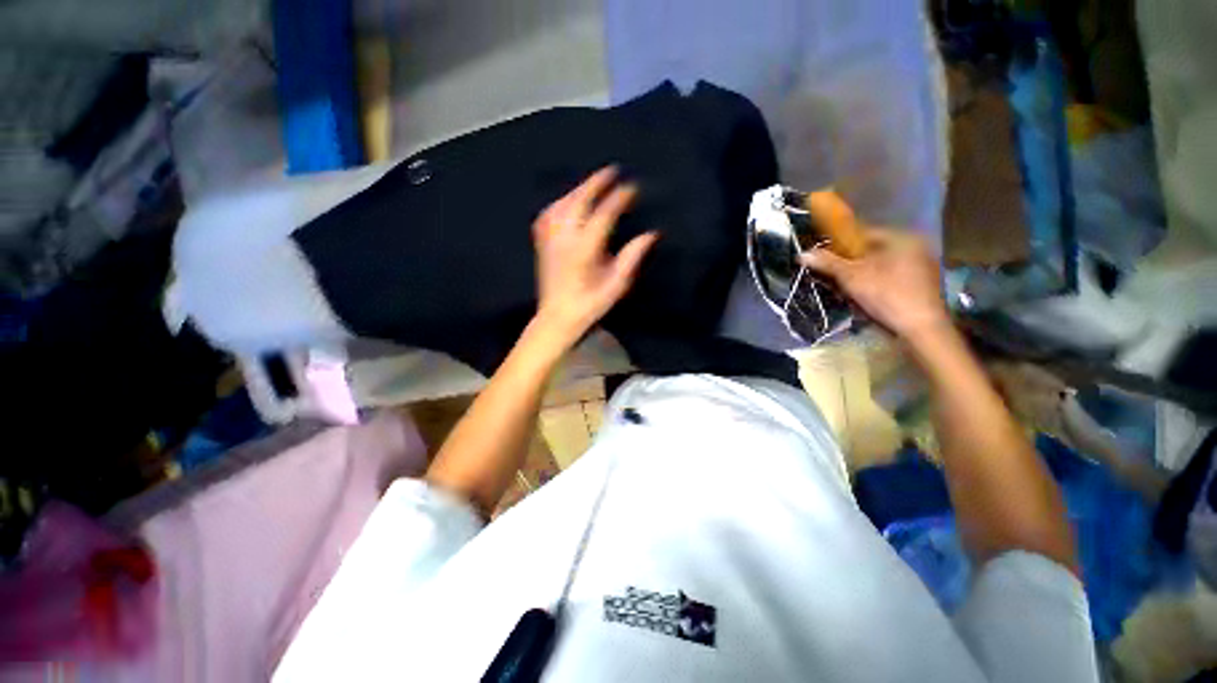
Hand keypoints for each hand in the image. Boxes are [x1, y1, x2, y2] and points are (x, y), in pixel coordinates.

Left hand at [532, 167, 658, 344]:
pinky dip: (561, 202)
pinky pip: (549, 214)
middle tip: (612, 171)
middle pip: (579, 201)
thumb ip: (632, 258)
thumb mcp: (616, 286)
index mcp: (584, 250)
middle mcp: (565, 239)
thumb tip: (651, 234)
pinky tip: (569, 201)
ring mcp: (551, 240)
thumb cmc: (590, 304)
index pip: (603, 214)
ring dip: (579, 189)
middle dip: (596, 183)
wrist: (558, 317)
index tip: (633, 188)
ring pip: (562, 204)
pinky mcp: (543, 244)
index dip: (619, 198)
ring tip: (594, 183)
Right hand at [800, 226, 949, 346]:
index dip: (840, 244)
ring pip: (882, 265)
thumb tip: (803, 254)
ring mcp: (923, 266)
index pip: (863, 233)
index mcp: (902, 238)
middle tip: (834, 275)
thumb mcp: (851, 277)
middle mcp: (916, 246)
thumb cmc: (886, 295)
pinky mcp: (923, 284)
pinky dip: (877, 283)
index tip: (825, 257)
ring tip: (847, 288)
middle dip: (851, 262)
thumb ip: (828, 263)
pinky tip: (867, 296)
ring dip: (863, 274)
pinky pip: (893, 276)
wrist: (920, 328)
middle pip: (873, 250)